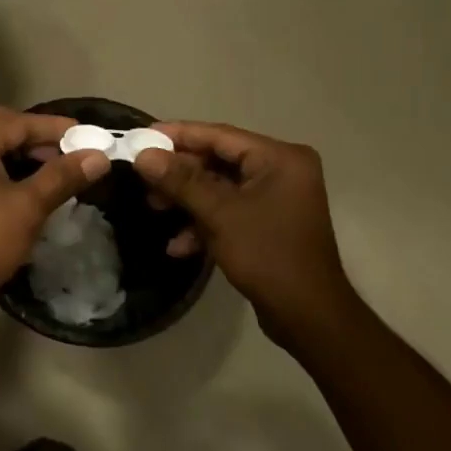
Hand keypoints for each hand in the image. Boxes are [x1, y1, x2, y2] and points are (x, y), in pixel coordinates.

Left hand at [0, 105, 109, 311]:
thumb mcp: (29, 208)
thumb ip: (62, 176)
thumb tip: (98, 157)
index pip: (20, 122)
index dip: (56, 128)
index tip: (87, 135)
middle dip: (31, 132)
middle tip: (61, 149)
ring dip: (11, 146)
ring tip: (43, 166)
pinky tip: (13, 183)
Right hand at [133, 123, 362, 344]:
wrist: (308, 315)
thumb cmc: (267, 254)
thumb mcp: (219, 214)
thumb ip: (180, 181)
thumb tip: (143, 155)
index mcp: (279, 158)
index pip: (219, 135)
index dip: (178, 135)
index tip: (142, 135)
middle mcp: (281, 171)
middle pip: (218, 161)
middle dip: (179, 173)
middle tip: (143, 177)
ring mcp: (275, 198)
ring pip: (219, 188)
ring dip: (187, 200)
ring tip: (153, 208)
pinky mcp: (268, 223)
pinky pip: (229, 211)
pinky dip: (204, 223)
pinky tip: (179, 246)